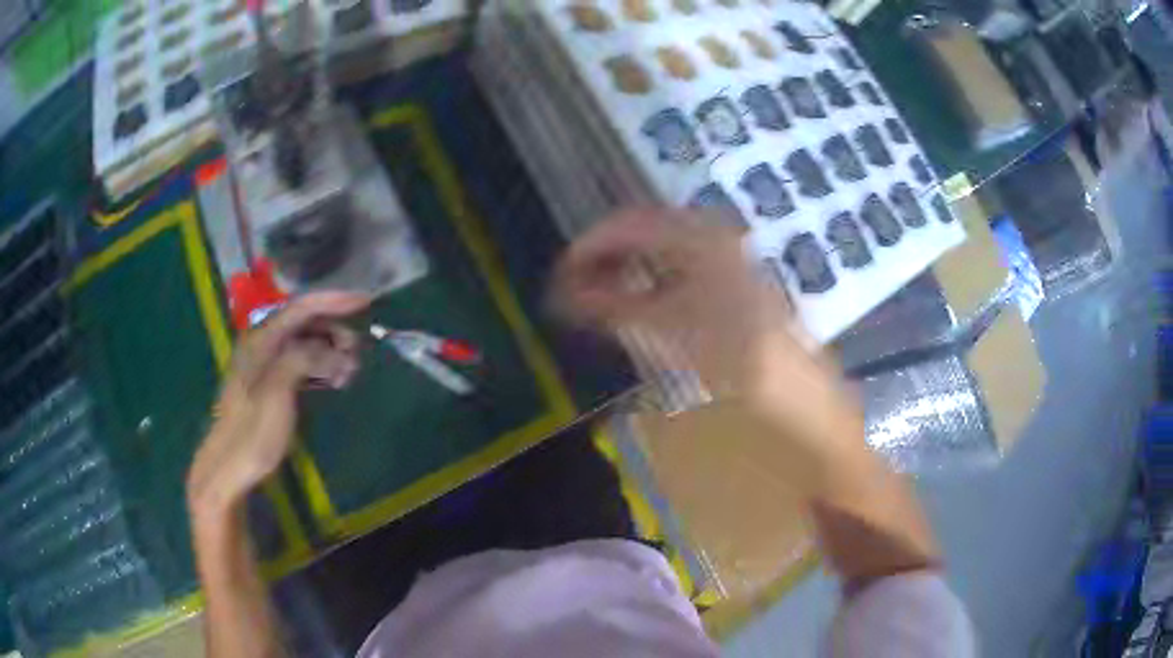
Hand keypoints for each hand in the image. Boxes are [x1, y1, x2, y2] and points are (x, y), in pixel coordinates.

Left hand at [187, 292, 368, 519]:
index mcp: (261, 339)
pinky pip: (301, 364)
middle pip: (305, 323)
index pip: (301, 307)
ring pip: (305, 345)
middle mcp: (263, 344)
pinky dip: (321, 368)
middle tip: (358, 354)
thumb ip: (304, 359)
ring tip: (349, 374)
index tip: (365, 301)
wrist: (229, 468)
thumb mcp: (278, 392)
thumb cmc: (252, 432)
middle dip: (335, 332)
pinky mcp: (271, 385)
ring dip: (330, 353)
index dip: (334, 300)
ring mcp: (266, 365)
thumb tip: (334, 351)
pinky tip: (334, 382)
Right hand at [555, 208, 863, 462]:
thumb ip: (610, 306)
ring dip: (625, 267)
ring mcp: (723, 253)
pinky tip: (637, 302)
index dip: (587, 247)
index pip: (626, 224)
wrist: (796, 389)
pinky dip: (649, 278)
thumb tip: (561, 296)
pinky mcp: (729, 276)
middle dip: (604, 256)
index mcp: (696, 235)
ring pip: (659, 247)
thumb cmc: (733, 356)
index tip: (559, 277)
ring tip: (599, 297)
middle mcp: (710, 233)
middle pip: (641, 230)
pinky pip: (677, 264)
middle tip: (575, 288)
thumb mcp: (665, 330)